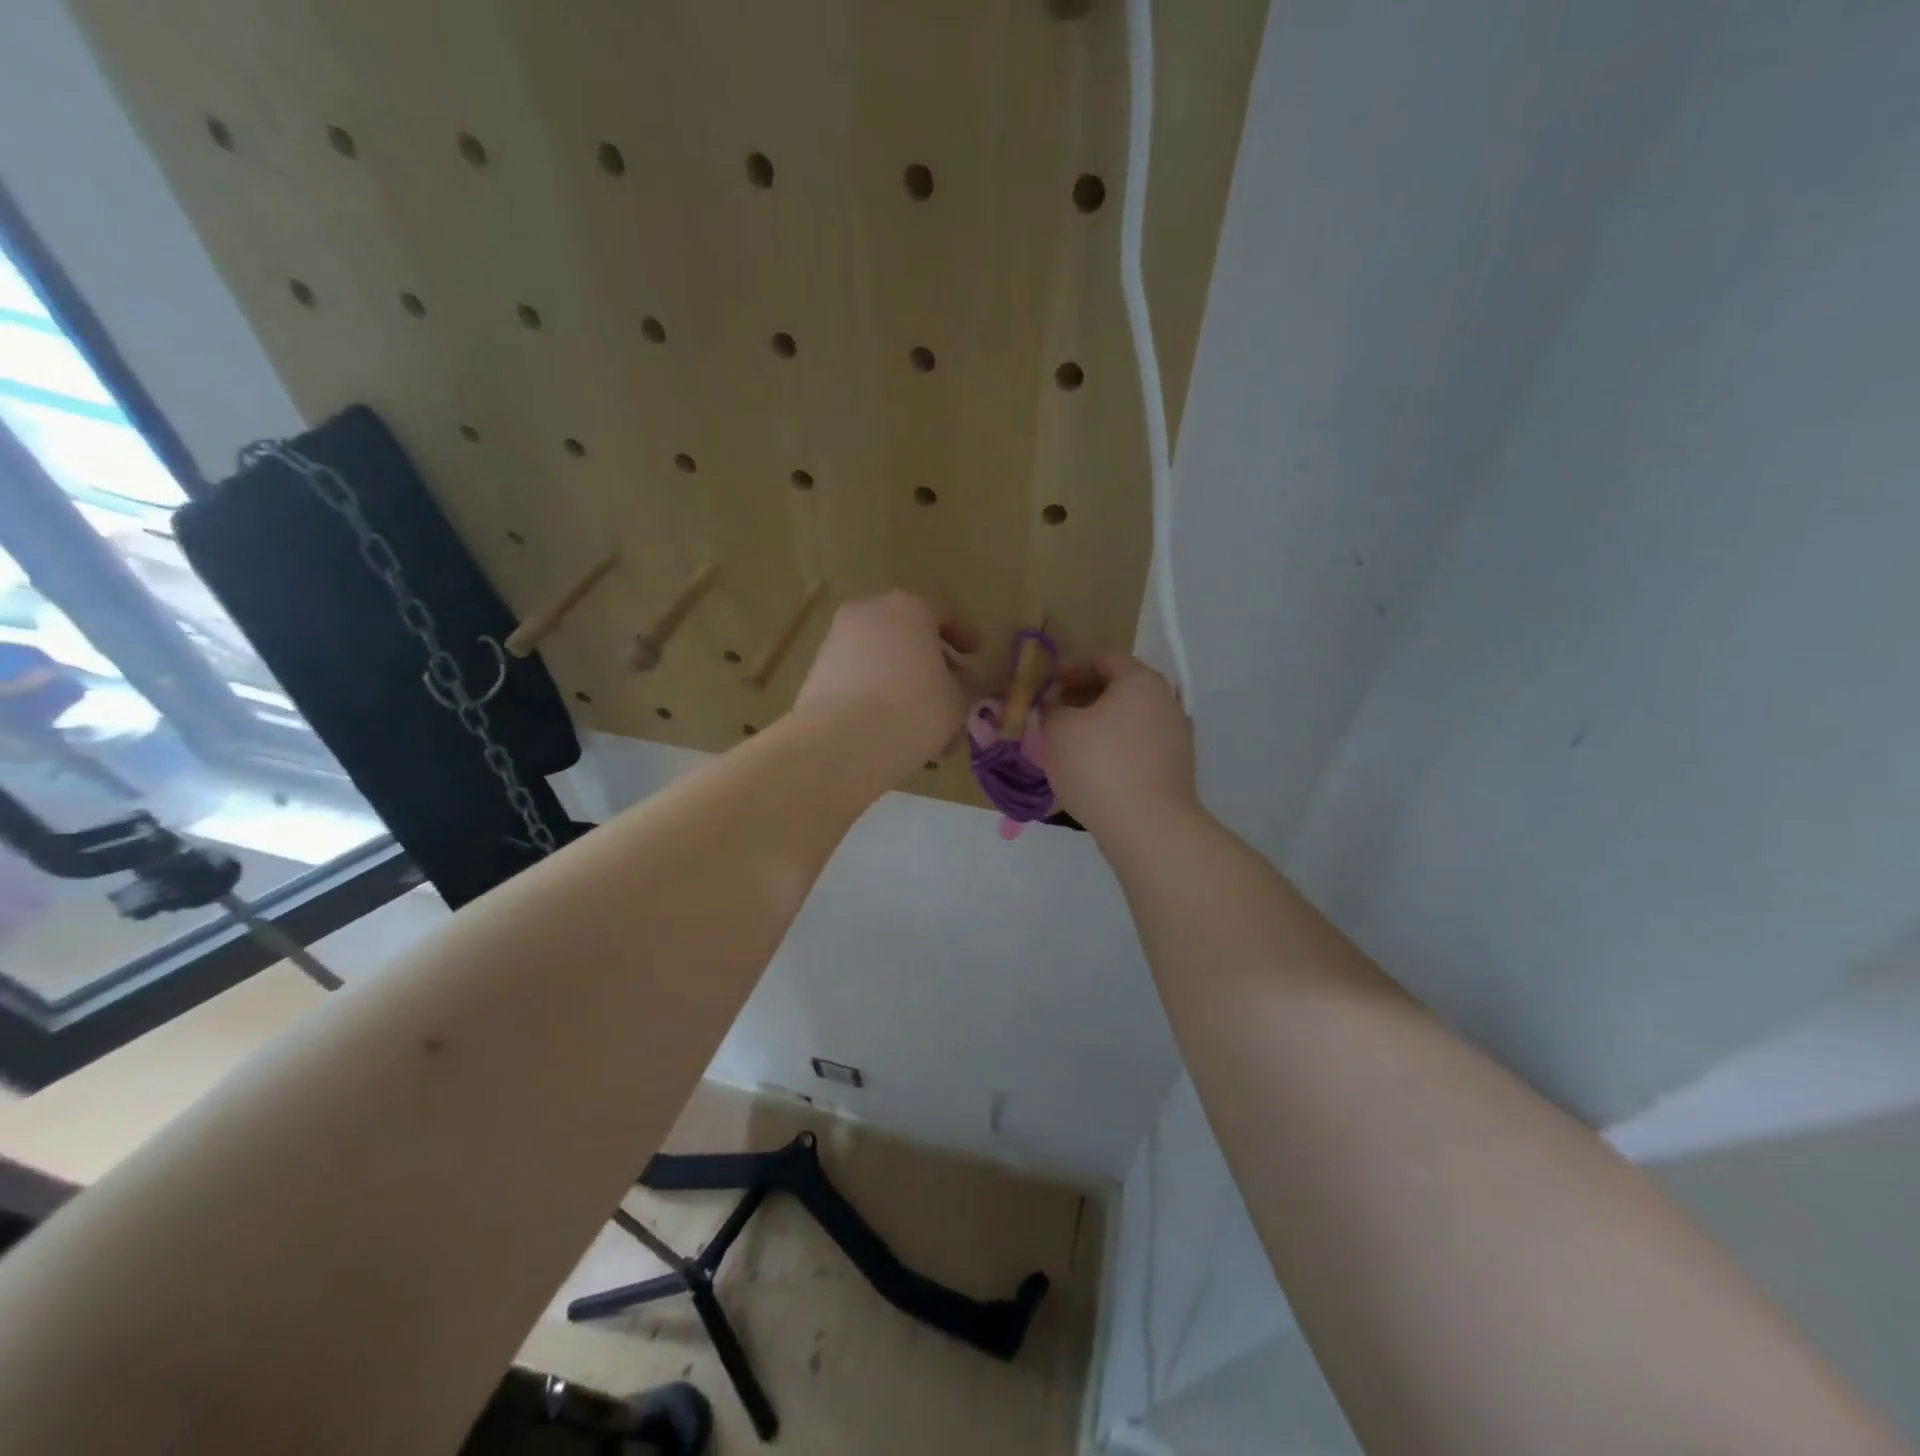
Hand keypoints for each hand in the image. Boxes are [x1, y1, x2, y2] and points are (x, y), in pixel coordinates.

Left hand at [793, 591, 974, 776]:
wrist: (842, 742)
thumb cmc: (913, 710)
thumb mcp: (957, 700)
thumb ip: (964, 686)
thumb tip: (958, 683)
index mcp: (908, 607)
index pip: (944, 613)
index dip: (964, 635)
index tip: (975, 654)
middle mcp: (869, 614)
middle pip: (908, 634)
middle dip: (930, 662)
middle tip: (950, 690)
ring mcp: (837, 641)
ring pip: (882, 659)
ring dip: (904, 683)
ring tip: (923, 721)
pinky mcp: (818, 673)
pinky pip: (859, 679)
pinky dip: (878, 696)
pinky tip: (893, 728)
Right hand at [1043, 655, 1197, 839]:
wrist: (1148, 827)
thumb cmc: (1099, 766)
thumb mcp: (1059, 730)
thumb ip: (1050, 709)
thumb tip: (1053, 707)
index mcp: (1141, 681)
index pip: (1102, 659)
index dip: (1068, 667)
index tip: (1044, 684)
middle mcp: (1166, 701)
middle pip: (1118, 688)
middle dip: (1081, 697)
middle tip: (1051, 712)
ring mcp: (1176, 737)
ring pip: (1128, 720)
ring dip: (1097, 724)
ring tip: (1066, 742)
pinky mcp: (1175, 769)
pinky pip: (1137, 747)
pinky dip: (1113, 749)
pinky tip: (1090, 768)